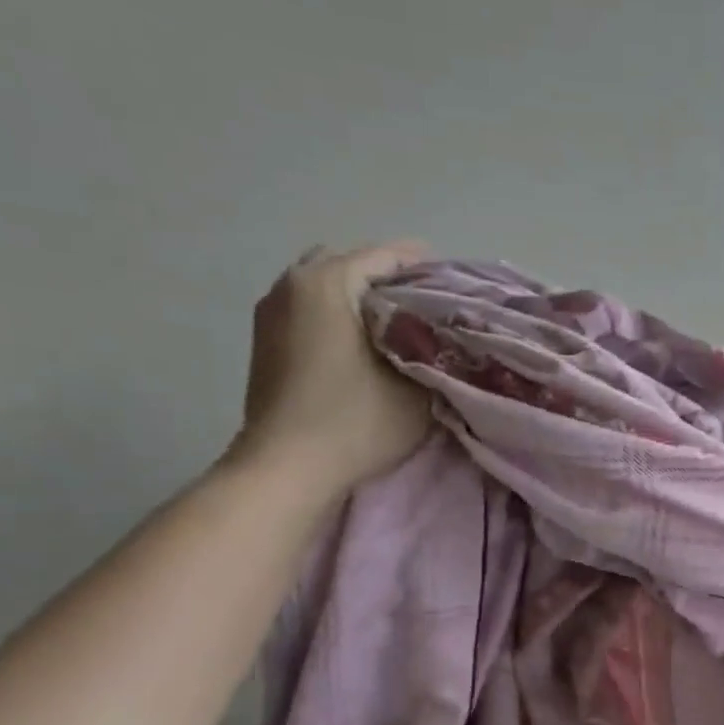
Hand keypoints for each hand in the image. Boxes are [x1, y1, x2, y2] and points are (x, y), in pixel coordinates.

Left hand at [228, 240, 434, 496]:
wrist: (287, 468)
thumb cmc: (355, 422)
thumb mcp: (417, 388)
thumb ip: (435, 354)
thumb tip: (446, 338)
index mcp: (327, 283)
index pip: (385, 256)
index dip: (427, 268)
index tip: (458, 284)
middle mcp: (292, 285)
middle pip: (351, 264)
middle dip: (390, 280)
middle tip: (426, 306)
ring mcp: (271, 312)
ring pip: (328, 287)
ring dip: (362, 299)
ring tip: (399, 327)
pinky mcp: (266, 341)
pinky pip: (311, 309)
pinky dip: (340, 316)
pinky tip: (366, 344)